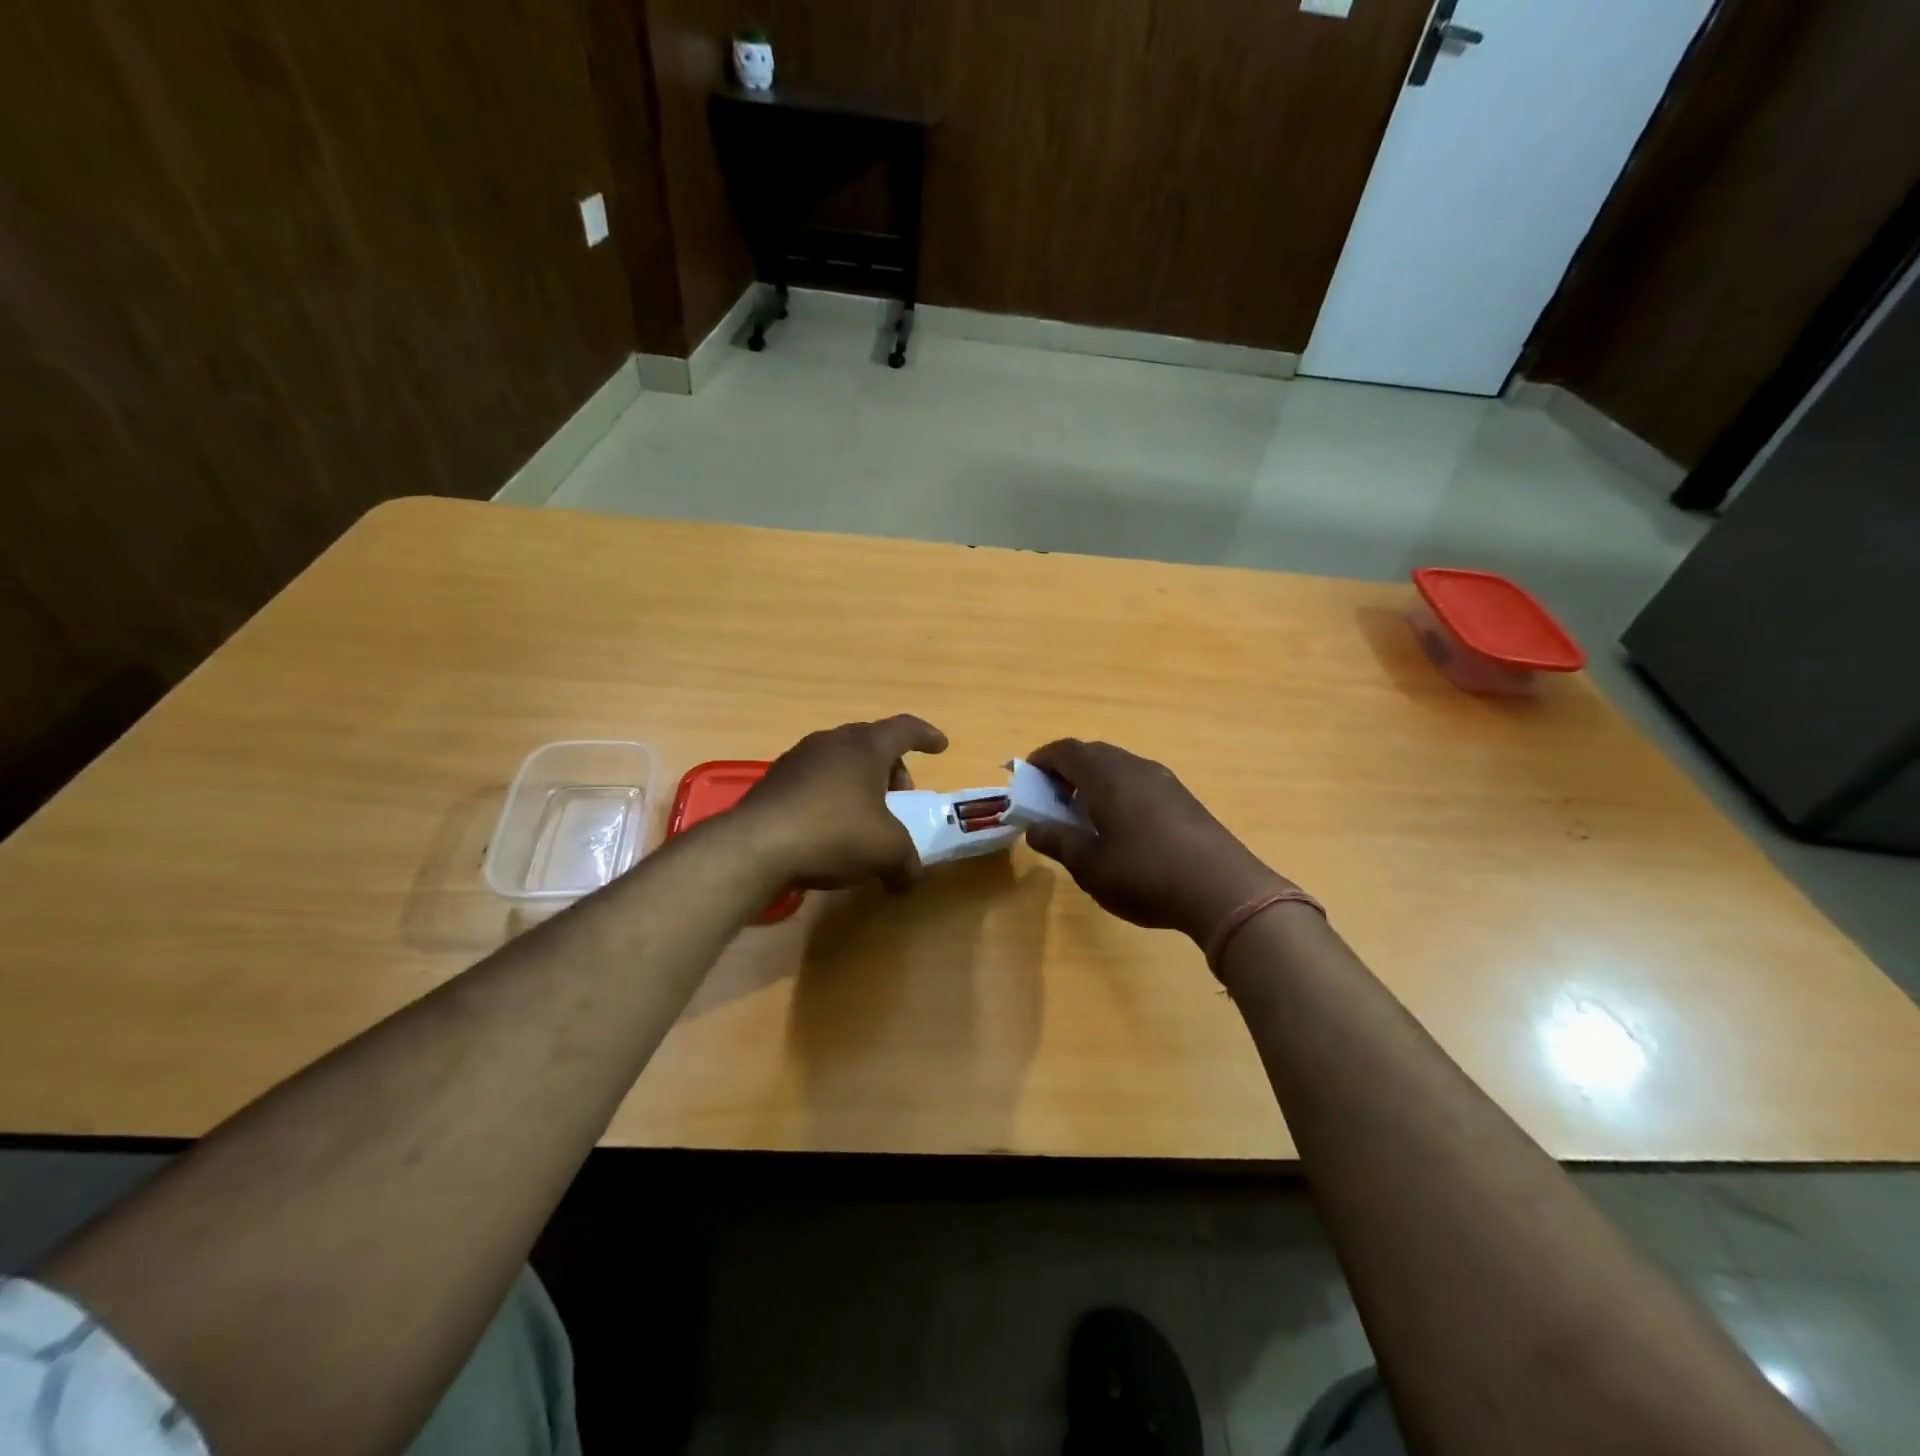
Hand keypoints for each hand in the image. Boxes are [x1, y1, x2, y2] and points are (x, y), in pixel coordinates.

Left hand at [734, 715, 948, 890]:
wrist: (756, 846)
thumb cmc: (834, 834)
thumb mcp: (886, 851)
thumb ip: (906, 861)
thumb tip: (908, 878)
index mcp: (865, 746)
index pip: (904, 728)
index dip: (927, 736)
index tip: (940, 746)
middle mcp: (831, 742)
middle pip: (871, 743)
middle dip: (893, 768)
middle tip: (900, 798)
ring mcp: (798, 758)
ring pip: (841, 760)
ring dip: (860, 782)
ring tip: (866, 815)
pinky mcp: (774, 780)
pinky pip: (816, 779)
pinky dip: (832, 795)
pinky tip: (830, 827)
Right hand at [1023, 739, 1293, 944]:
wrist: (1224, 890)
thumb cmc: (1145, 875)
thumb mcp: (1091, 866)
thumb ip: (1058, 842)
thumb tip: (1034, 828)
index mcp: (1106, 777)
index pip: (1066, 751)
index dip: (1042, 760)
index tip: (1027, 777)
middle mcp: (1135, 767)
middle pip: (1094, 753)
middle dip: (1067, 769)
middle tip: (1052, 798)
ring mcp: (1164, 780)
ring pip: (1119, 766)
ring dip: (1095, 780)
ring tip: (1084, 813)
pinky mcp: (1184, 798)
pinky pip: (1140, 781)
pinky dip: (1119, 791)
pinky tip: (1121, 826)